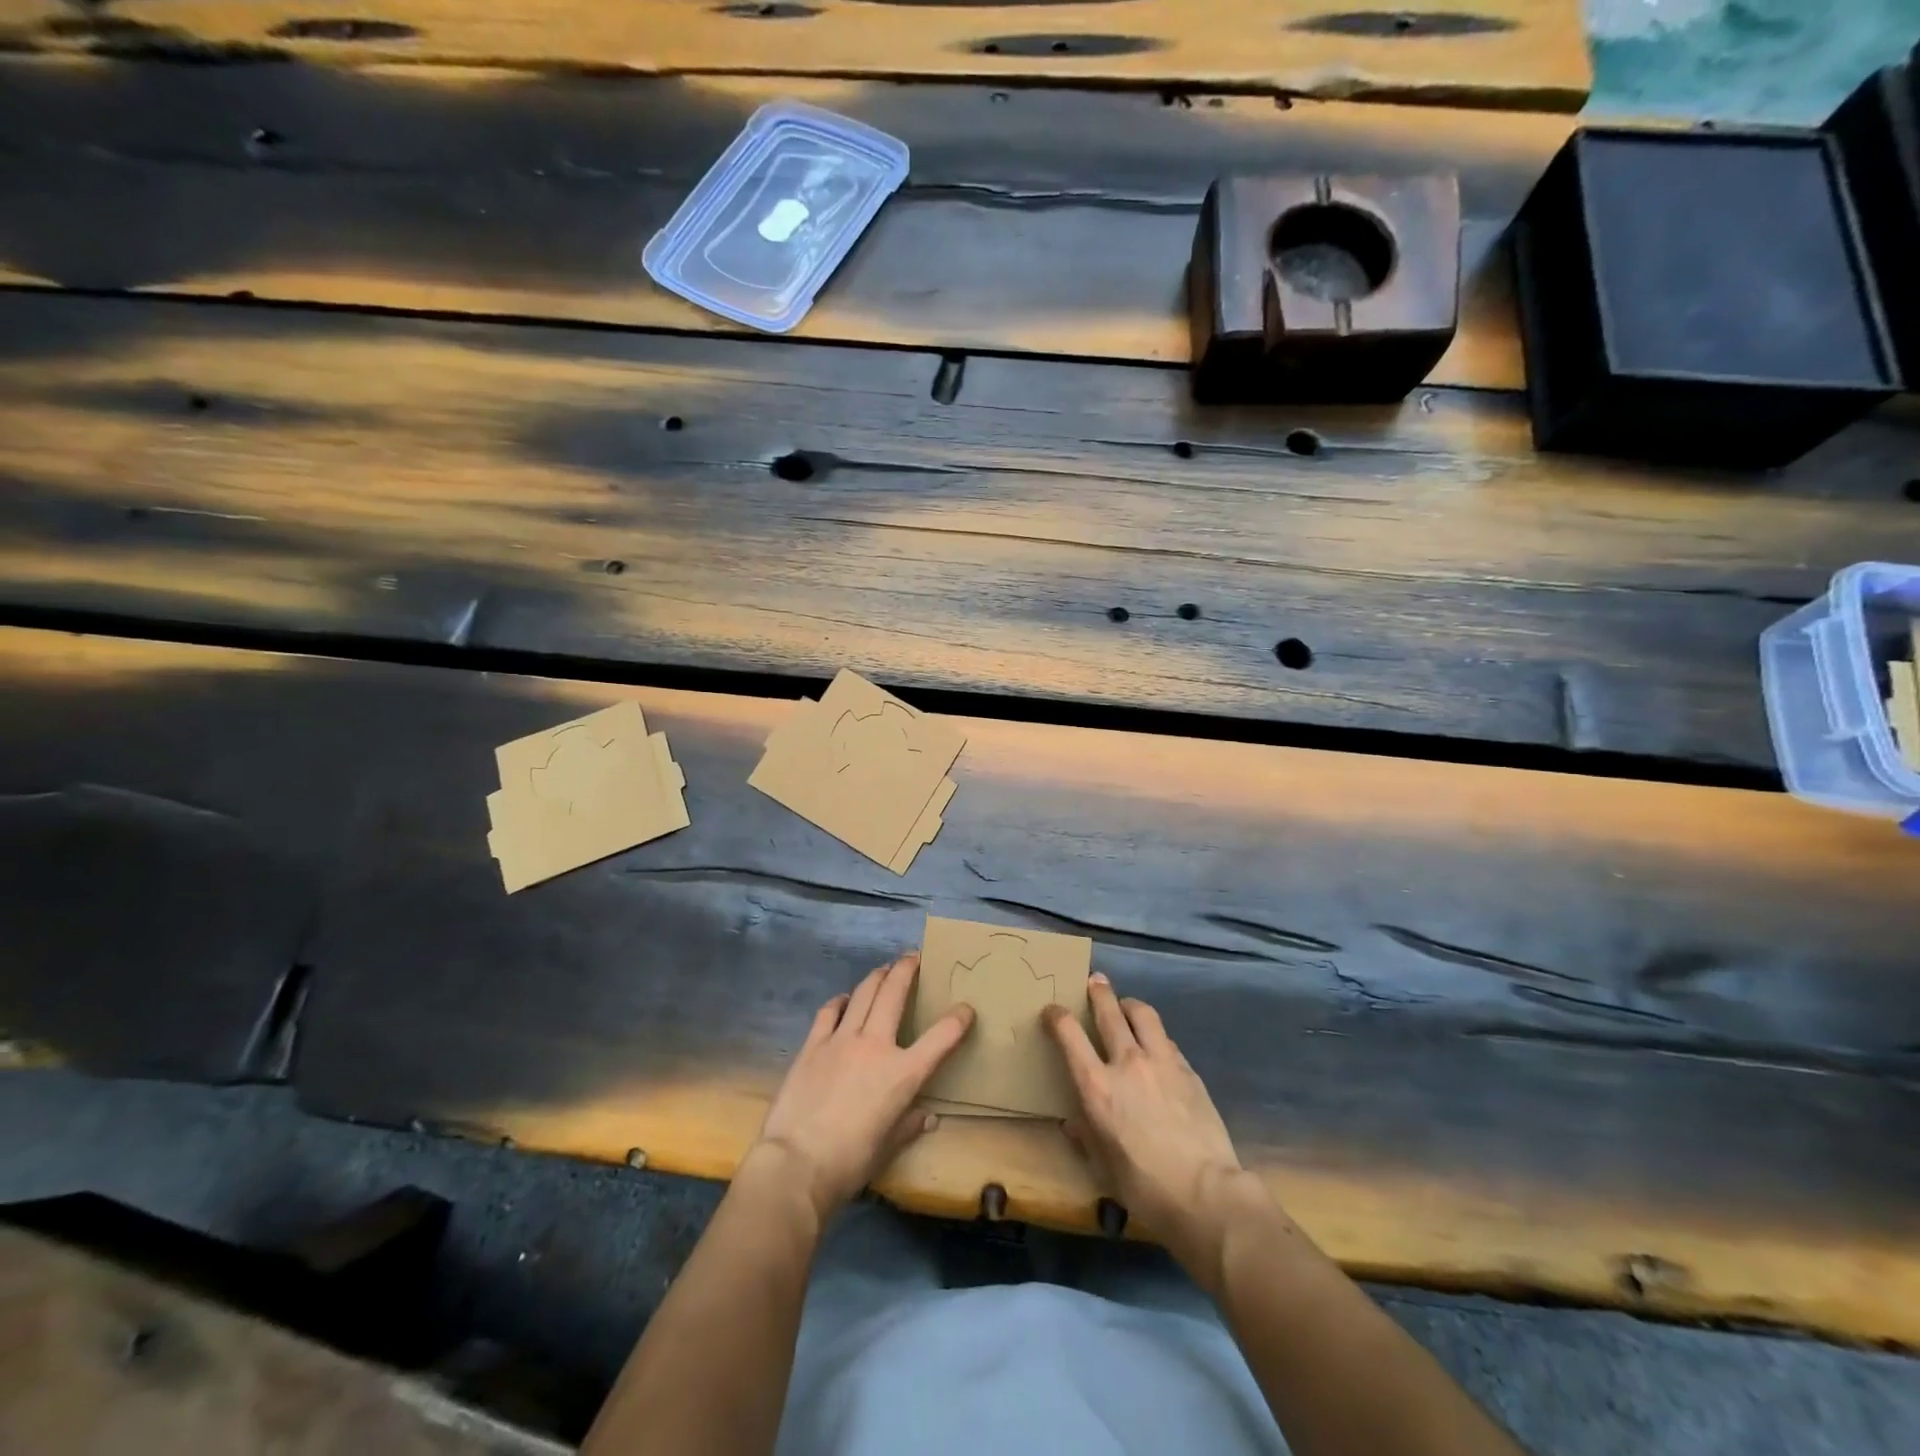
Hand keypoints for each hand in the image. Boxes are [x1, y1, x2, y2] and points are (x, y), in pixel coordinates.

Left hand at [751, 952, 974, 1222]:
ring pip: (863, 993)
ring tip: (884, 968)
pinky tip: (843, 999)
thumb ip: (909, 1126)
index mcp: (902, 1073)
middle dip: (907, 970)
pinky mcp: (813, 1044)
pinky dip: (840, 1001)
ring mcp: (841, 1040)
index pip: (940, 1038)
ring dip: (877, 976)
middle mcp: (875, 1045)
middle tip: (913, 957)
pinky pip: (829, 1011)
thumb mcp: (888, 1147)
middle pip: (894, 994)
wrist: (796, 1163)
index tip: (966, 1008)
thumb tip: (927, 1117)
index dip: (957, 1020)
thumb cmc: (850, 1162)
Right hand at [1044, 973, 1247, 1268]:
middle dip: (1098, 992)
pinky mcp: (1188, 1070)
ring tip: (1125, 1006)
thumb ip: (1086, 1136)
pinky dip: (1154, 1035)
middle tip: (1095, 982)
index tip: (1052, 1011)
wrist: (1206, 1194)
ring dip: (1129, 1004)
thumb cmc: (1145, 1187)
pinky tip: (1156, 1046)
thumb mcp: (1103, 1166)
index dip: (1056, 1016)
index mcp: (1097, 1086)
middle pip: (1109, 1011)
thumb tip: (1073, 1123)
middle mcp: (1127, 1062)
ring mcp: (1161, 1062)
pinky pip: (1166, 1039)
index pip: (1069, 1034)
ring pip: (1143, 1013)